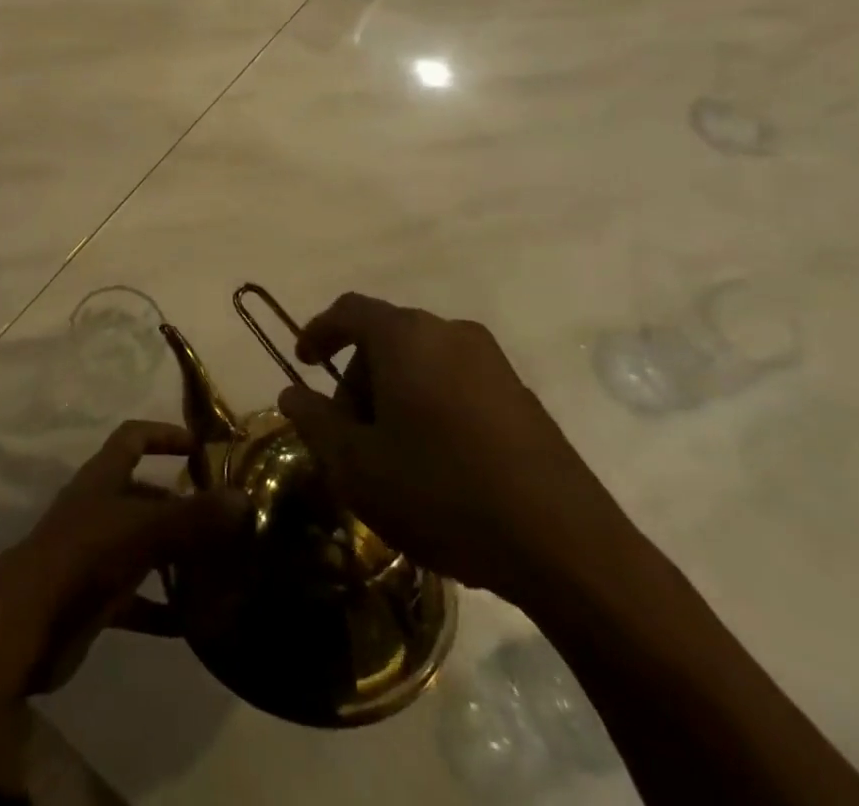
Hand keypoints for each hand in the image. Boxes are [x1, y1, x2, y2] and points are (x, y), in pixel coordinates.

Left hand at [12, 421, 242, 690]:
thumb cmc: (84, 557)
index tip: (200, 446)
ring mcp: (94, 554)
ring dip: (176, 554)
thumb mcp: (143, 529)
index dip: (163, 434)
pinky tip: (194, 622)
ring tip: (219, 566)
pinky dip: (162, 607)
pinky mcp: (94, 599)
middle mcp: (98, 508)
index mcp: (102, 478)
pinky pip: (136, 598)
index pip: (132, 438)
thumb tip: (244, 500)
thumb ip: (194, 515)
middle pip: (143, 494)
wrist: (27, 625)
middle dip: (180, 502)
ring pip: (143, 545)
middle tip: (224, 518)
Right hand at [277, 294, 626, 607]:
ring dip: (395, 395)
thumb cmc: (441, 493)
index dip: (319, 331)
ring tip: (391, 455)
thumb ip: (314, 421)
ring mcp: (493, 362)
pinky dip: (432, 407)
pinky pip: (457, 384)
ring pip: (423, 362)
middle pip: (386, 338)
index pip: (349, 311)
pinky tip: (438, 464)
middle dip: (357, 377)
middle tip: (348, 433)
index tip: (304, 363)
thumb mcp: (356, 465)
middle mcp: (450, 333)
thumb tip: (292, 393)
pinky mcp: (522, 396)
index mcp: (406, 336)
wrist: (566, 546)